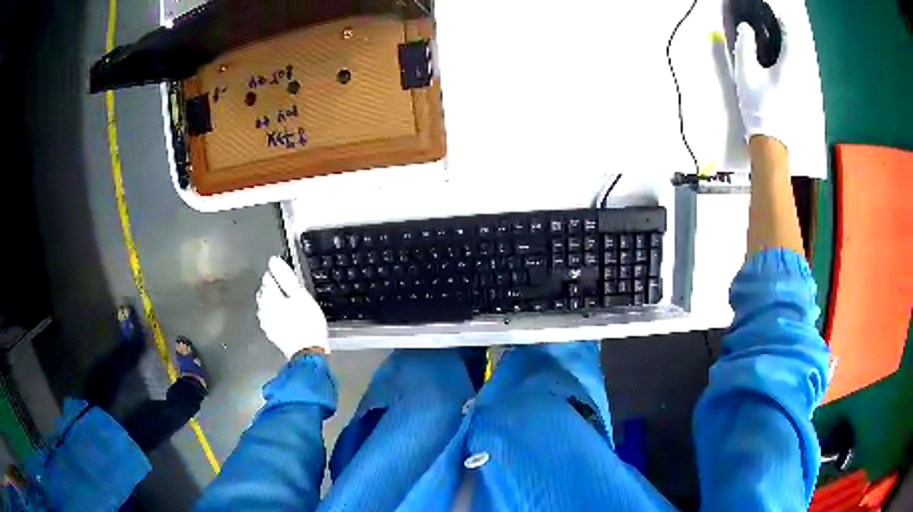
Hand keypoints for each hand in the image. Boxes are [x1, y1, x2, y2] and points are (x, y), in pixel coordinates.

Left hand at [256, 256, 329, 357]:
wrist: (308, 352)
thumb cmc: (307, 323)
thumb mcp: (300, 295)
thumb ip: (285, 276)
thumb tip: (274, 261)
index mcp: (269, 297)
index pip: (268, 277)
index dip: (277, 273)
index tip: (287, 275)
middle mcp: (263, 309)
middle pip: (264, 291)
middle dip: (273, 286)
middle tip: (289, 288)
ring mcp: (266, 322)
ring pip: (265, 304)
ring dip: (273, 300)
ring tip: (288, 301)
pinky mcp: (270, 332)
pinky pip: (269, 317)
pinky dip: (274, 313)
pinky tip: (284, 316)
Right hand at [733, 12, 798, 146]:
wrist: (772, 142)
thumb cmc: (759, 106)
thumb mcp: (745, 72)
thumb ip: (744, 45)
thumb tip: (746, 28)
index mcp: (790, 63)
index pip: (789, 30)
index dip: (779, 15)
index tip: (768, 8)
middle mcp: (801, 71)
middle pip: (796, 41)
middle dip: (784, 27)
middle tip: (771, 20)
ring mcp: (804, 84)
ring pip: (799, 54)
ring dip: (788, 42)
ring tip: (774, 34)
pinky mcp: (802, 93)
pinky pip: (798, 66)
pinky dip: (790, 55)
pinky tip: (780, 56)